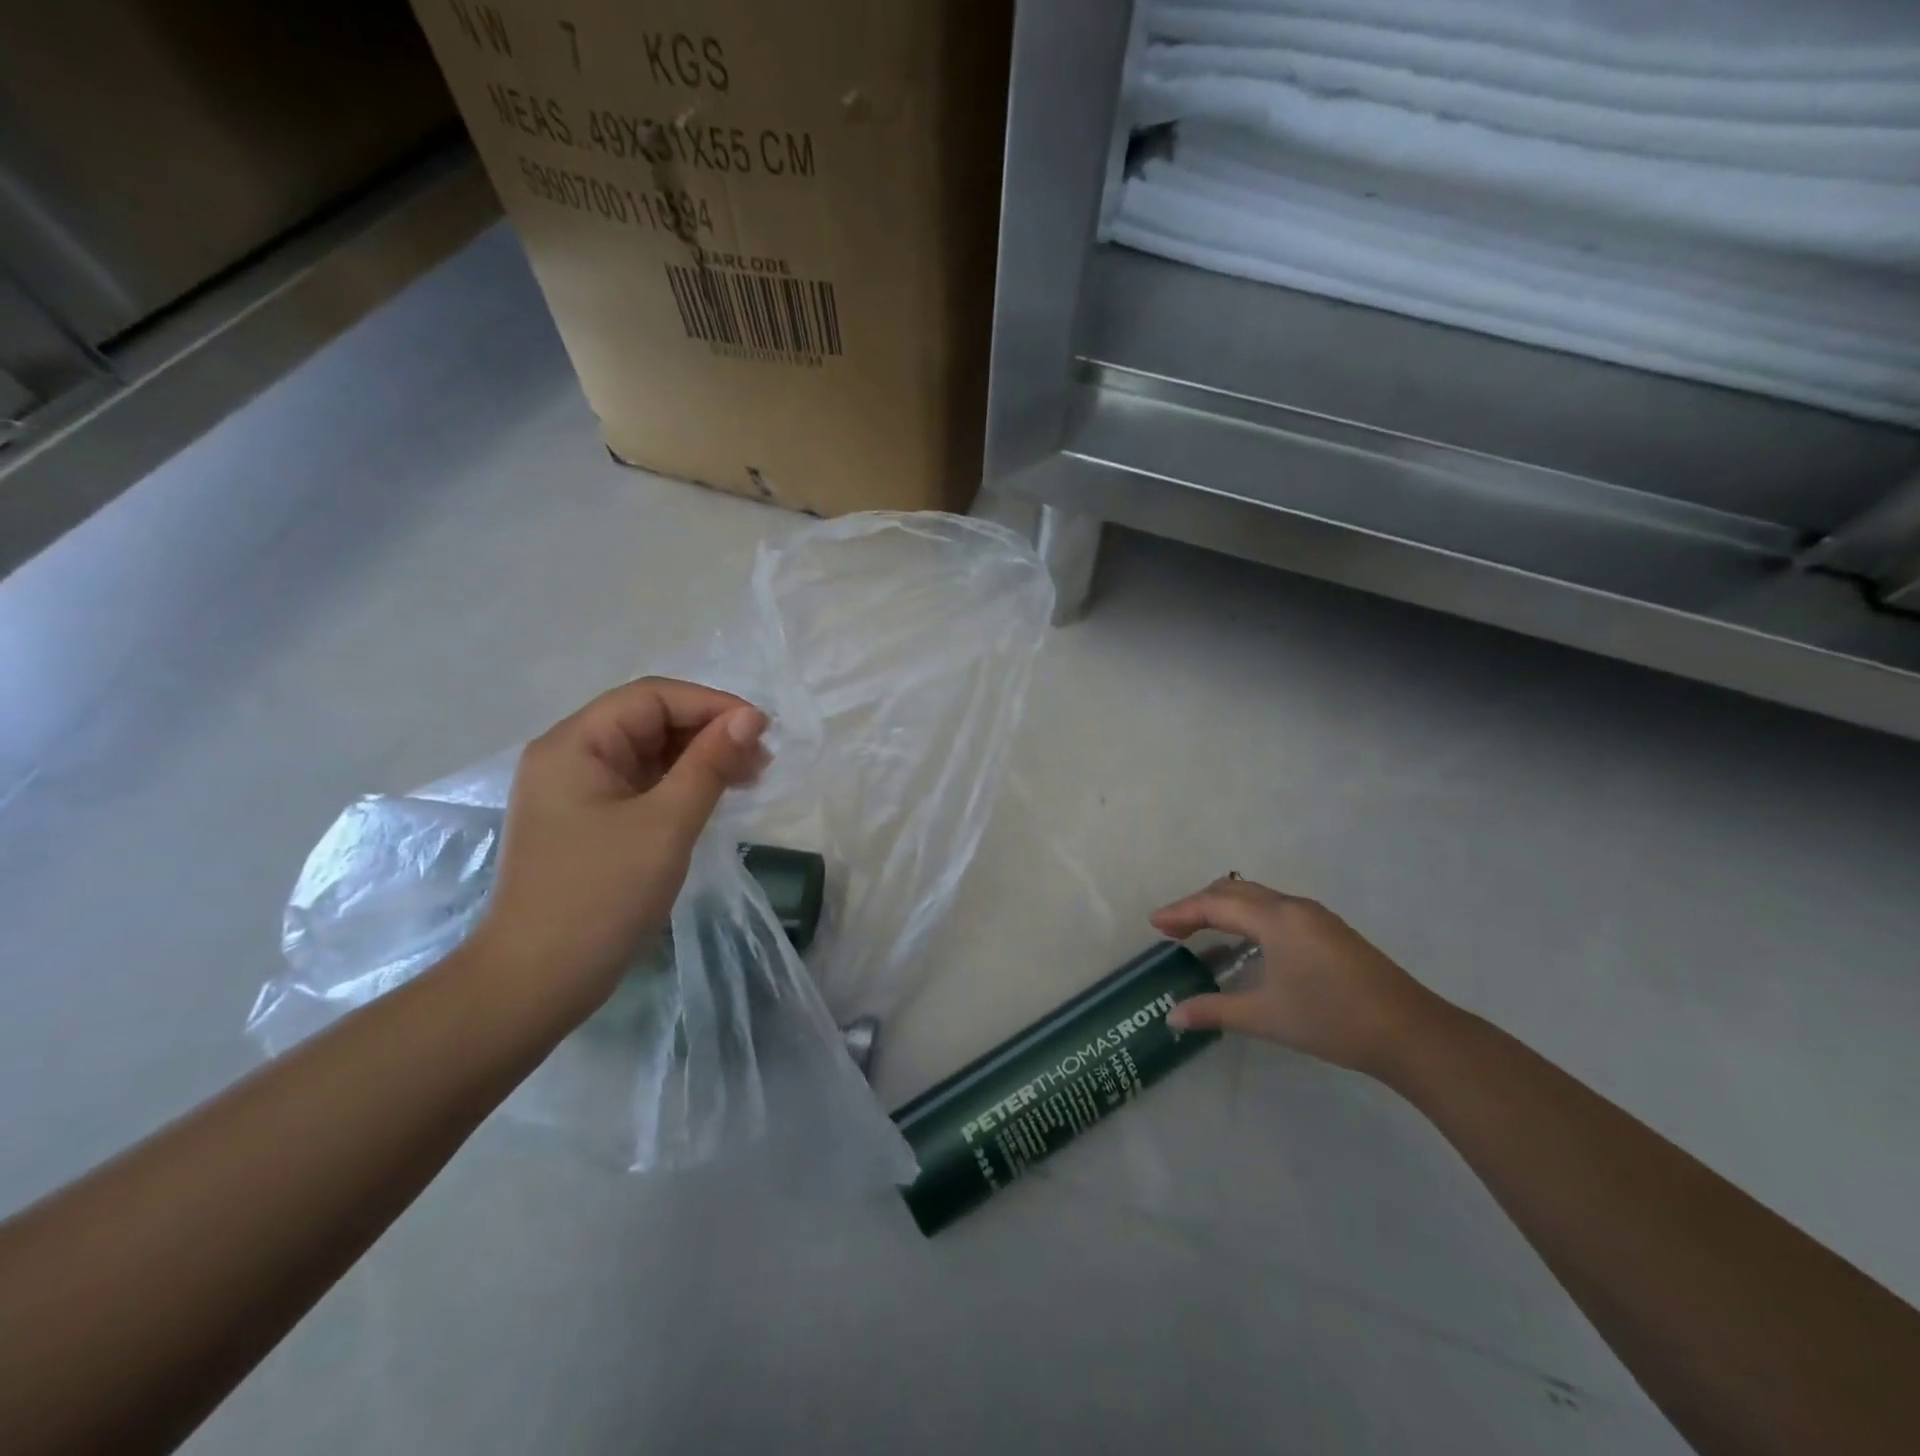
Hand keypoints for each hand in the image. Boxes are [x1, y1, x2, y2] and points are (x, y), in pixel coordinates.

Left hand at [469, 678, 769, 1018]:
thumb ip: (709, 764)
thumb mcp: (665, 824)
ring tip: (749, 778)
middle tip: (761, 761)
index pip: (652, 698)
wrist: (537, 982)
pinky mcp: (590, 822)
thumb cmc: (600, 896)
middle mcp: (571, 757)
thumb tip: (750, 718)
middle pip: (650, 721)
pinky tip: (715, 798)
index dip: (711, 705)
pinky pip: (643, 785)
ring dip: (701, 759)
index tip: (761, 730)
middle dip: (709, 733)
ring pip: (650, 754)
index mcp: (575, 744)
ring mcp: (578, 792)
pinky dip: (683, 785)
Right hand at [1151, 877, 1447, 1078]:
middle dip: (1198, 905)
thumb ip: (1215, 1011)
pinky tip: (1246, 943)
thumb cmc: (1332, 1020)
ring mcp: (1315, 916)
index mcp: (1275, 919)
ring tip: (1201, 932)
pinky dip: (1247, 915)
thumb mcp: (1266, 1017)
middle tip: (1172, 929)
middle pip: (1233, 891)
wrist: (1411, 1033)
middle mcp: (1293, 907)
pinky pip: (1274, 907)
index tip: (1154, 924)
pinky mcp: (1329, 930)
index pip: (1215, 905)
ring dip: (1224, 908)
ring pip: (1257, 897)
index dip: (1181, 912)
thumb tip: (1173, 1017)